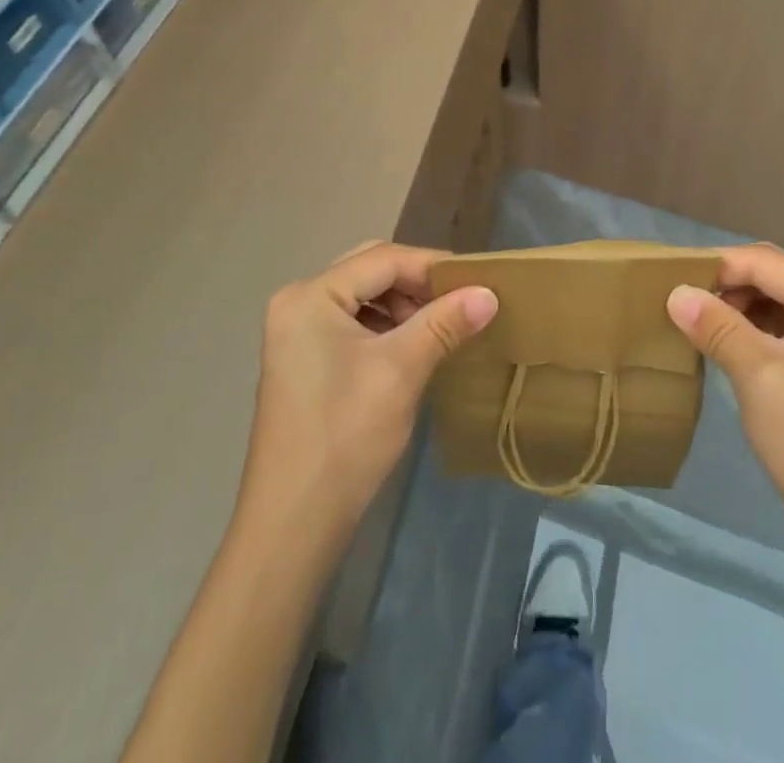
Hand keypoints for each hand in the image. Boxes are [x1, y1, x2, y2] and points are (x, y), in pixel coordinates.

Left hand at [240, 241, 497, 542]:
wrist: (293, 524)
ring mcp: (296, 332)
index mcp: (311, 296)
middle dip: (417, 283)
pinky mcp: (304, 358)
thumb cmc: (346, 435)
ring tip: (441, 326)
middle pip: (371, 270)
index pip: (384, 259)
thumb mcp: (402, 370)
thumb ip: (445, 322)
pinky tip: (413, 346)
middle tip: (460, 301)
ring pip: (363, 295)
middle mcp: (298, 302)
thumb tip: (489, 292)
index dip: (433, 266)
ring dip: (404, 304)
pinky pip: (353, 321)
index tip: (477, 281)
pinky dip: (386, 326)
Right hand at [667, 244, 783, 558]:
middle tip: (684, 303)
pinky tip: (727, 344)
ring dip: (740, 307)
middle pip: (775, 275)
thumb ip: (715, 324)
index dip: (718, 266)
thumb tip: (675, 292)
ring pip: (780, 301)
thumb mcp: (755, 374)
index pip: (766, 261)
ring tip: (699, 324)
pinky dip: (757, 329)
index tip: (671, 279)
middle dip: (729, 285)